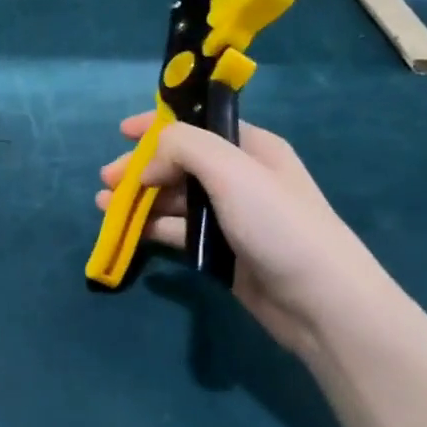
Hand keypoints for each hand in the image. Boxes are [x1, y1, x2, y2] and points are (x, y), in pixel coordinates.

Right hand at [98, 114, 395, 357]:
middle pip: (179, 162)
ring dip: (140, 198)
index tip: (121, 131)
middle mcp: (239, 177)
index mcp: (250, 148)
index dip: (158, 125)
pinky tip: (128, 230)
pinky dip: (152, 227)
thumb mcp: (230, 170)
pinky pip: (178, 231)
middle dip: (142, 167)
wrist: (321, 302)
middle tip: (107, 179)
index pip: (197, 124)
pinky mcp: (221, 252)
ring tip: (105, 205)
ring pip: (174, 198)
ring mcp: (230, 216)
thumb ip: (183, 147)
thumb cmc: (278, 224)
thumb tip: (148, 163)